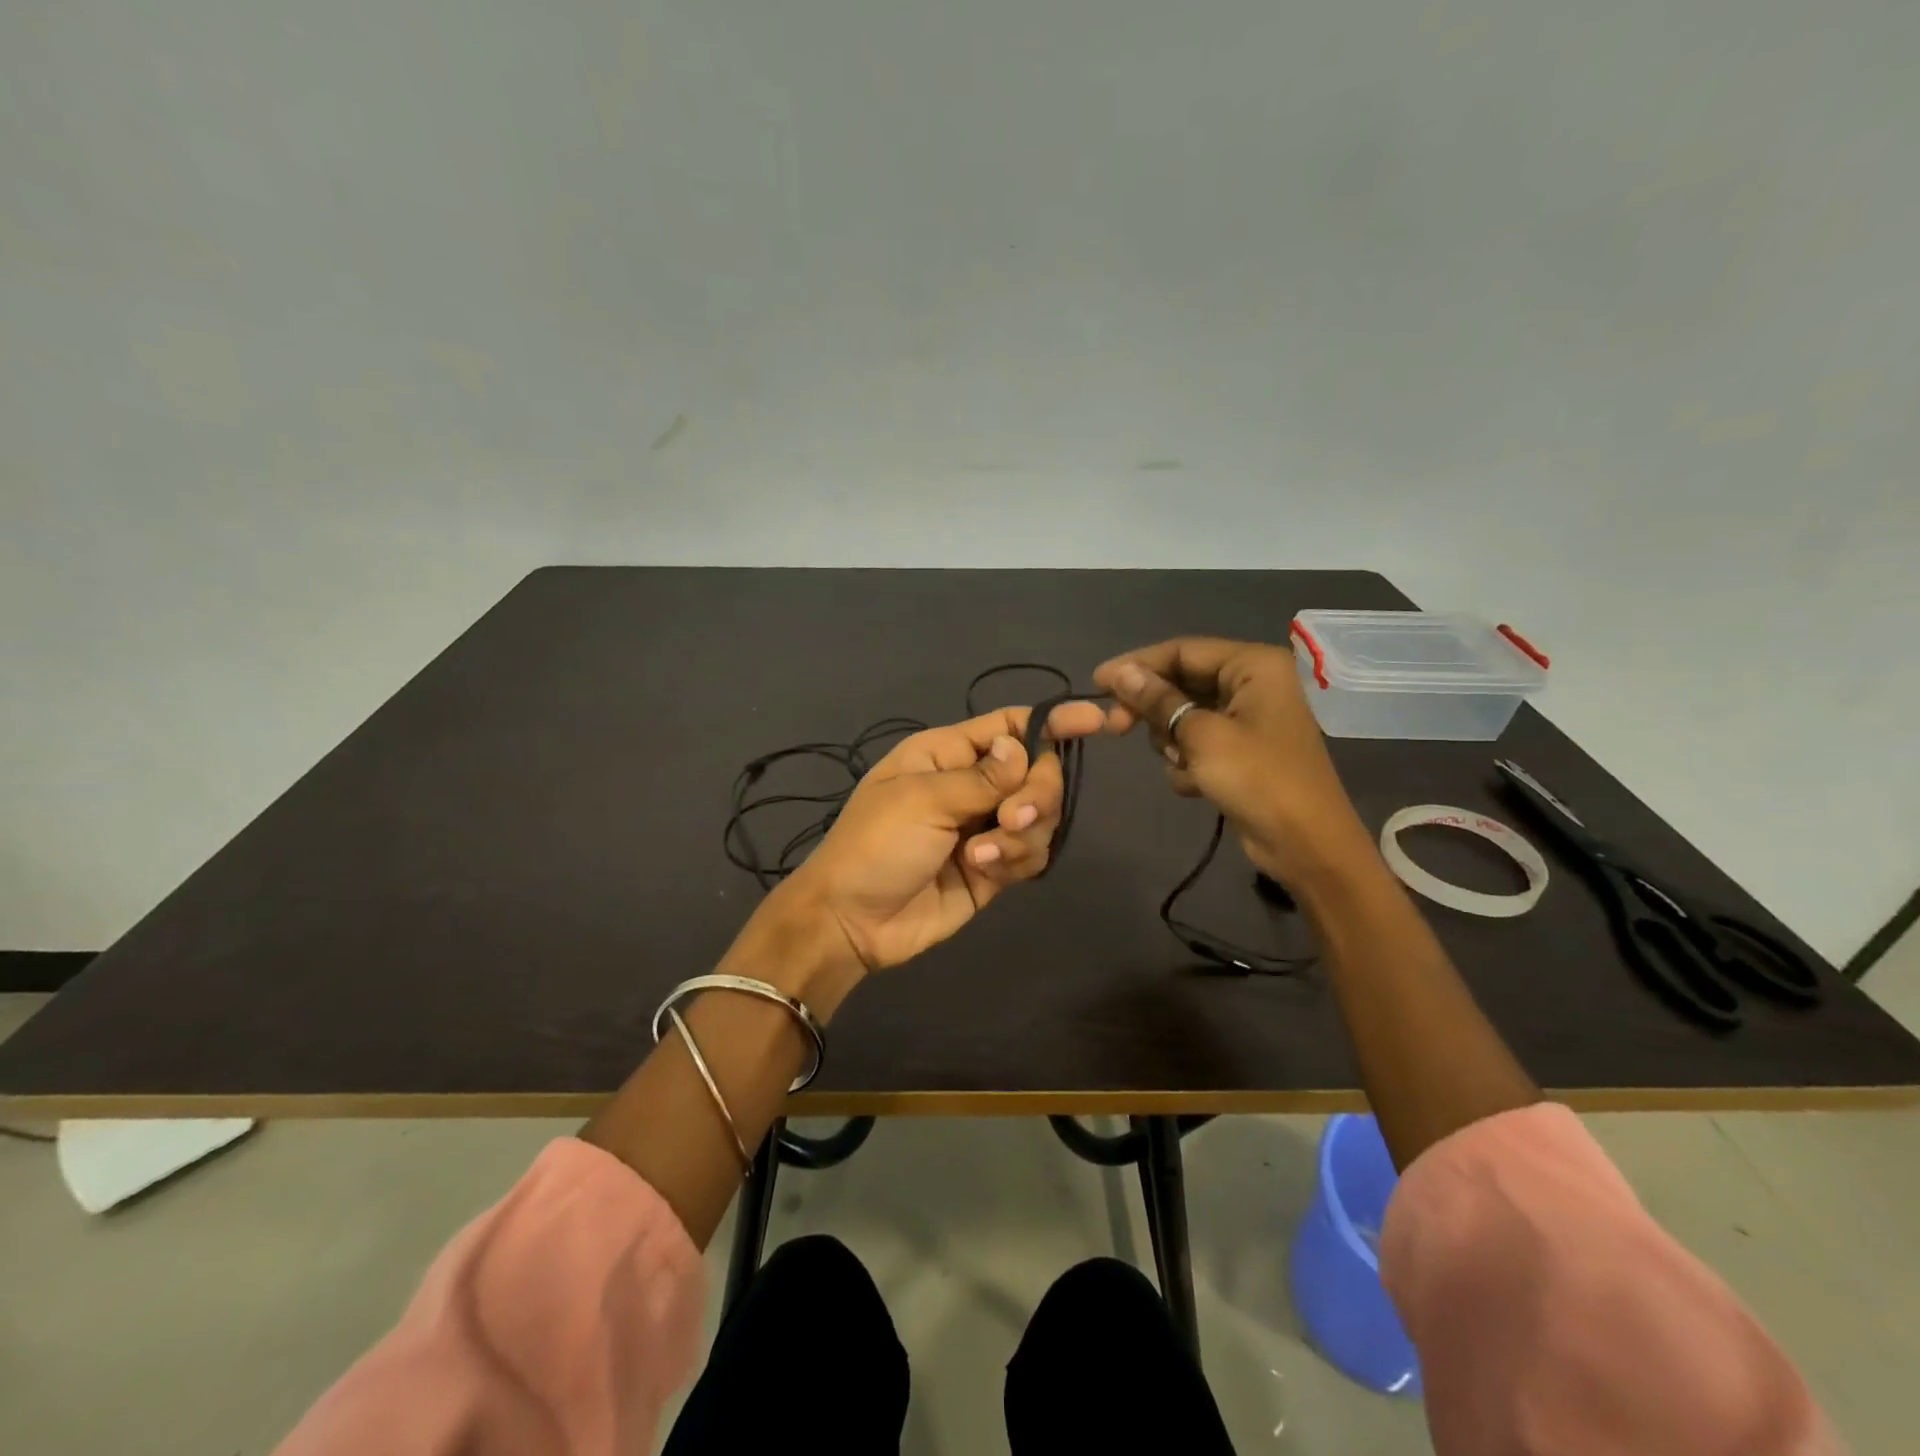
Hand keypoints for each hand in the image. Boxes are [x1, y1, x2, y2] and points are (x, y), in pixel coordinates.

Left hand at [773, 702, 1105, 977]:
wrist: (852, 922)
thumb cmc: (875, 845)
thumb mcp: (923, 800)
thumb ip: (983, 777)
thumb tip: (1024, 747)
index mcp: (948, 753)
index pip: (1012, 725)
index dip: (1053, 721)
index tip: (1096, 722)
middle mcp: (972, 784)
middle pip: (1037, 771)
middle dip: (1037, 792)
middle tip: (1011, 816)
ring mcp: (985, 827)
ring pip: (1040, 815)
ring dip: (1023, 833)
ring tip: (982, 854)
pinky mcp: (994, 868)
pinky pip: (1031, 853)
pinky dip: (1017, 859)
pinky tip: (985, 870)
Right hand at [1092, 637, 1373, 884]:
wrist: (1306, 845)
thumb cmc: (1257, 780)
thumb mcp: (1201, 735)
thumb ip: (1158, 700)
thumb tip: (1120, 673)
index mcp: (1254, 666)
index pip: (1182, 651)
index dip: (1137, 665)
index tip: (1097, 684)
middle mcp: (1253, 684)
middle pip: (1182, 682)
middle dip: (1152, 709)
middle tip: (1114, 728)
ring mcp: (1249, 719)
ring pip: (1185, 715)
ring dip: (1172, 741)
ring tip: (1181, 764)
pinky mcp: (1242, 752)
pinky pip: (1199, 742)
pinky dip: (1189, 762)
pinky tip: (1194, 785)